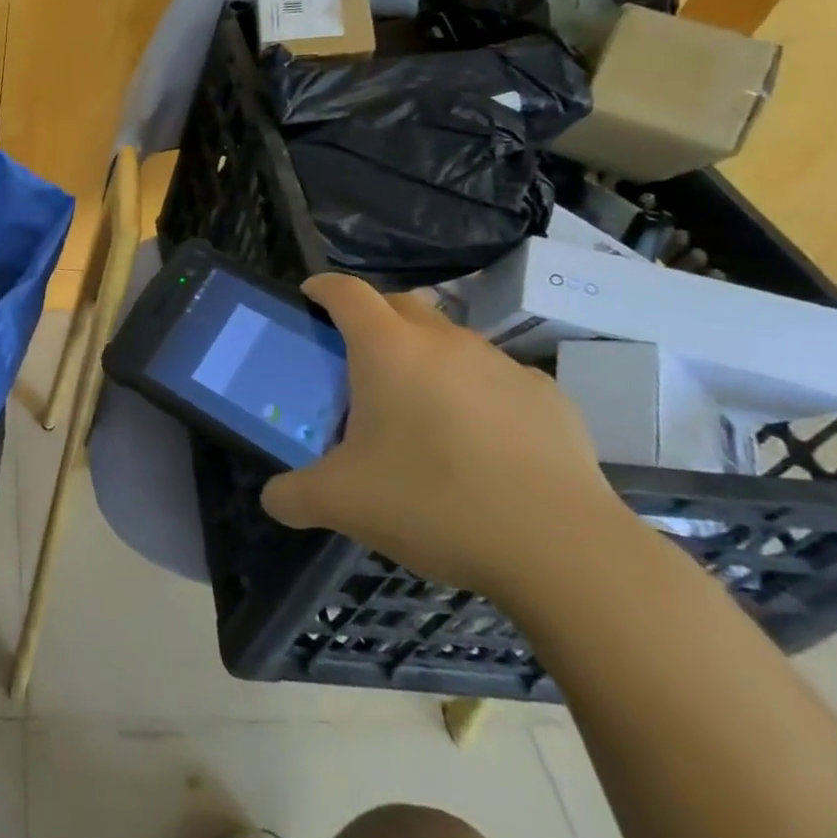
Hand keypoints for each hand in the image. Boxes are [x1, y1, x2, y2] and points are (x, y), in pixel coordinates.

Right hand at [260, 274, 629, 603]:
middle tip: (358, 360)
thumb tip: (274, 499)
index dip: (322, 288)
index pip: (345, 291)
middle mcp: (444, 341)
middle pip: (399, 304)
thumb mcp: (341, 503)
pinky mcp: (548, 396)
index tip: (310, 298)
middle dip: (373, 318)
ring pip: (450, 340)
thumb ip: (292, 495)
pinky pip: (497, 378)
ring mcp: (501, 364)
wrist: (562, 550)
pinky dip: (477, 392)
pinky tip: (481, 443)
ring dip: (426, 357)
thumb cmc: (433, 503)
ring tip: (420, 409)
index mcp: (387, 349)